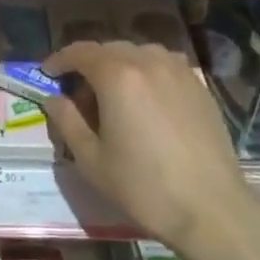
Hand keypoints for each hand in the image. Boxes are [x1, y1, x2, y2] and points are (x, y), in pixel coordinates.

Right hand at [40, 40, 256, 259]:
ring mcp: (179, 71)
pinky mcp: (199, 86)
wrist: (211, 209)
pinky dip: (147, 72)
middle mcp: (148, 62)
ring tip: (114, 96)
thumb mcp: (91, 159)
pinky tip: (147, 101)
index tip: (47, 73)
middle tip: (79, 96)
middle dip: (89, 65)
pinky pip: (164, 65)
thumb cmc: (143, 186)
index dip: (60, 60)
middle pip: (109, 50)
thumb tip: (54, 98)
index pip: (81, 52)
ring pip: (139, 53)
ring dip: (119, 65)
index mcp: (117, 76)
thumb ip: (67, 121)